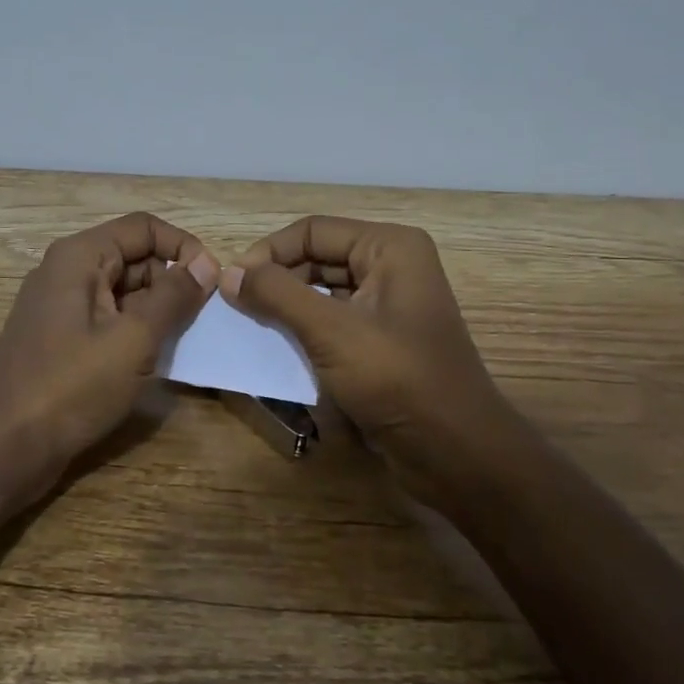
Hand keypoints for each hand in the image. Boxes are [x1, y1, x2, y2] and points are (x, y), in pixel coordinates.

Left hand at [0, 213, 218, 504]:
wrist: (4, 448)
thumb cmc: (71, 387)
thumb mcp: (133, 339)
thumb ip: (173, 296)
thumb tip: (206, 263)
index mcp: (79, 257)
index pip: (144, 228)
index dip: (182, 247)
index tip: (211, 282)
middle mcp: (66, 272)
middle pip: (133, 257)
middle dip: (171, 281)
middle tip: (200, 319)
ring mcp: (60, 307)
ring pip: (122, 291)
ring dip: (156, 310)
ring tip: (181, 341)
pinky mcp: (60, 339)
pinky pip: (107, 319)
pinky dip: (134, 331)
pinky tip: (153, 359)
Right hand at [220, 216, 516, 502]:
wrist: (456, 453)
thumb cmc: (398, 380)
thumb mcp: (331, 331)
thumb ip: (277, 295)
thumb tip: (228, 274)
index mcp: (390, 248)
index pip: (312, 230)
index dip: (268, 252)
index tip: (231, 286)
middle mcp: (391, 266)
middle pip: (317, 257)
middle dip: (276, 279)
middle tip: (236, 308)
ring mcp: (388, 305)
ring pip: (322, 291)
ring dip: (286, 307)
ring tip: (250, 327)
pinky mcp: (381, 341)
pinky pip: (333, 322)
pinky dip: (304, 330)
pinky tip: (278, 348)